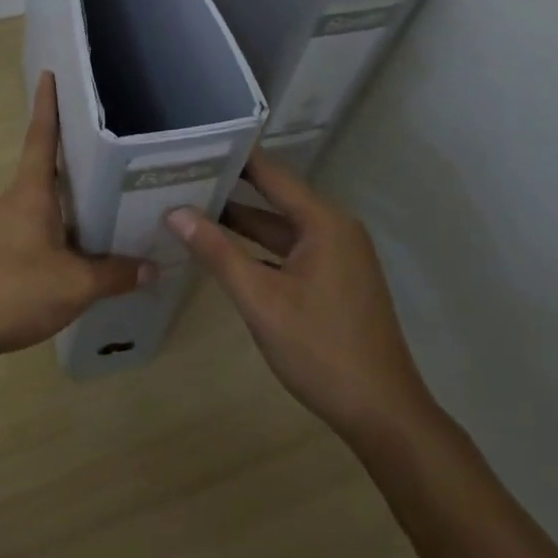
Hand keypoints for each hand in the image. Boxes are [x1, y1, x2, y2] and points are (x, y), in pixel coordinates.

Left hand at [0, 72, 147, 371]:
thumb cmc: (11, 290)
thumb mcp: (74, 285)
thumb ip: (115, 275)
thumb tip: (152, 267)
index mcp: (30, 193)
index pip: (40, 137)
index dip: (47, 106)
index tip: (50, 75)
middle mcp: (12, 202)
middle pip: (45, 171)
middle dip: (73, 159)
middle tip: (109, 151)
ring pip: (41, 206)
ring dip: (67, 203)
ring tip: (105, 206)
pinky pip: (33, 232)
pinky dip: (56, 233)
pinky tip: (76, 254)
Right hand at [167, 149, 435, 445]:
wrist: (382, 413)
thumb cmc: (320, 349)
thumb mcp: (261, 299)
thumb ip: (217, 252)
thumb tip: (175, 212)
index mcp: (324, 222)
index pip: (271, 174)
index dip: (233, 157)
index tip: (194, 144)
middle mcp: (334, 228)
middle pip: (275, 198)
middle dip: (230, 188)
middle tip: (182, 175)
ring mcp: (338, 256)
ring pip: (281, 228)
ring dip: (242, 222)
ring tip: (192, 207)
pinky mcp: (335, 280)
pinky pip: (290, 251)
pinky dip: (258, 248)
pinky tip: (224, 251)